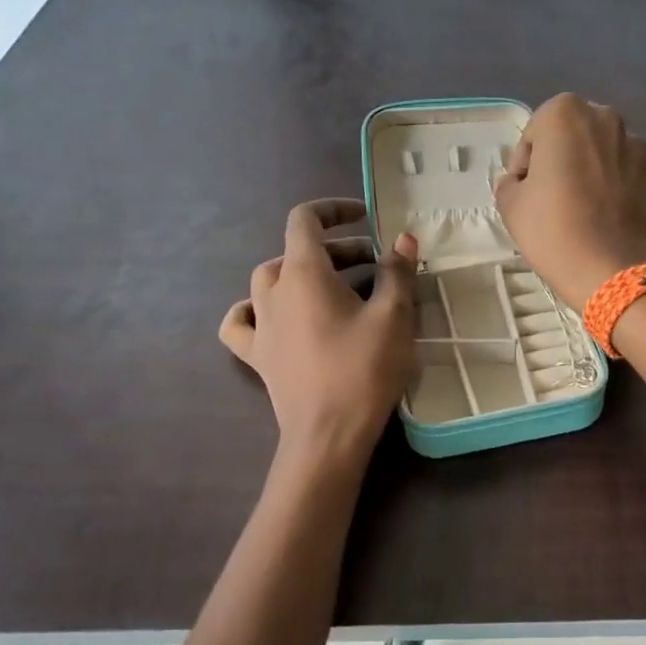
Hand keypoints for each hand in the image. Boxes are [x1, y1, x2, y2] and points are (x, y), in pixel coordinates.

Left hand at [219, 199, 416, 460]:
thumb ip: (396, 272)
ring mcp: (260, 325)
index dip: (334, 209)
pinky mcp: (257, 355)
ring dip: (302, 273)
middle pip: (296, 251)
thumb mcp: (393, 316)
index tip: (366, 217)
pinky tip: (271, 315)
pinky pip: (243, 321)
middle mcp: (272, 291)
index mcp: (303, 273)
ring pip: (270, 280)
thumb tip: (402, 239)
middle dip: (337, 248)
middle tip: (376, 264)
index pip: (305, 219)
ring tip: (334, 287)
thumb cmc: (363, 370)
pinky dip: (254, 309)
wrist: (328, 435)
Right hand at [494, 95, 645, 307]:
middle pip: (577, 136)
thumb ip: (511, 181)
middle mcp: (607, 118)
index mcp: (565, 113)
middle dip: (566, 158)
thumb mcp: (509, 204)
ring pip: (609, 153)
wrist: (609, 269)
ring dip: (596, 171)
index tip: (526, 190)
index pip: (536, 132)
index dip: (526, 162)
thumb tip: (525, 182)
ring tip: (588, 209)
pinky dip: (624, 188)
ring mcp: (641, 146)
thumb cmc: (552, 229)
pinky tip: (613, 216)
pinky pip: (634, 175)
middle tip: (556, 196)